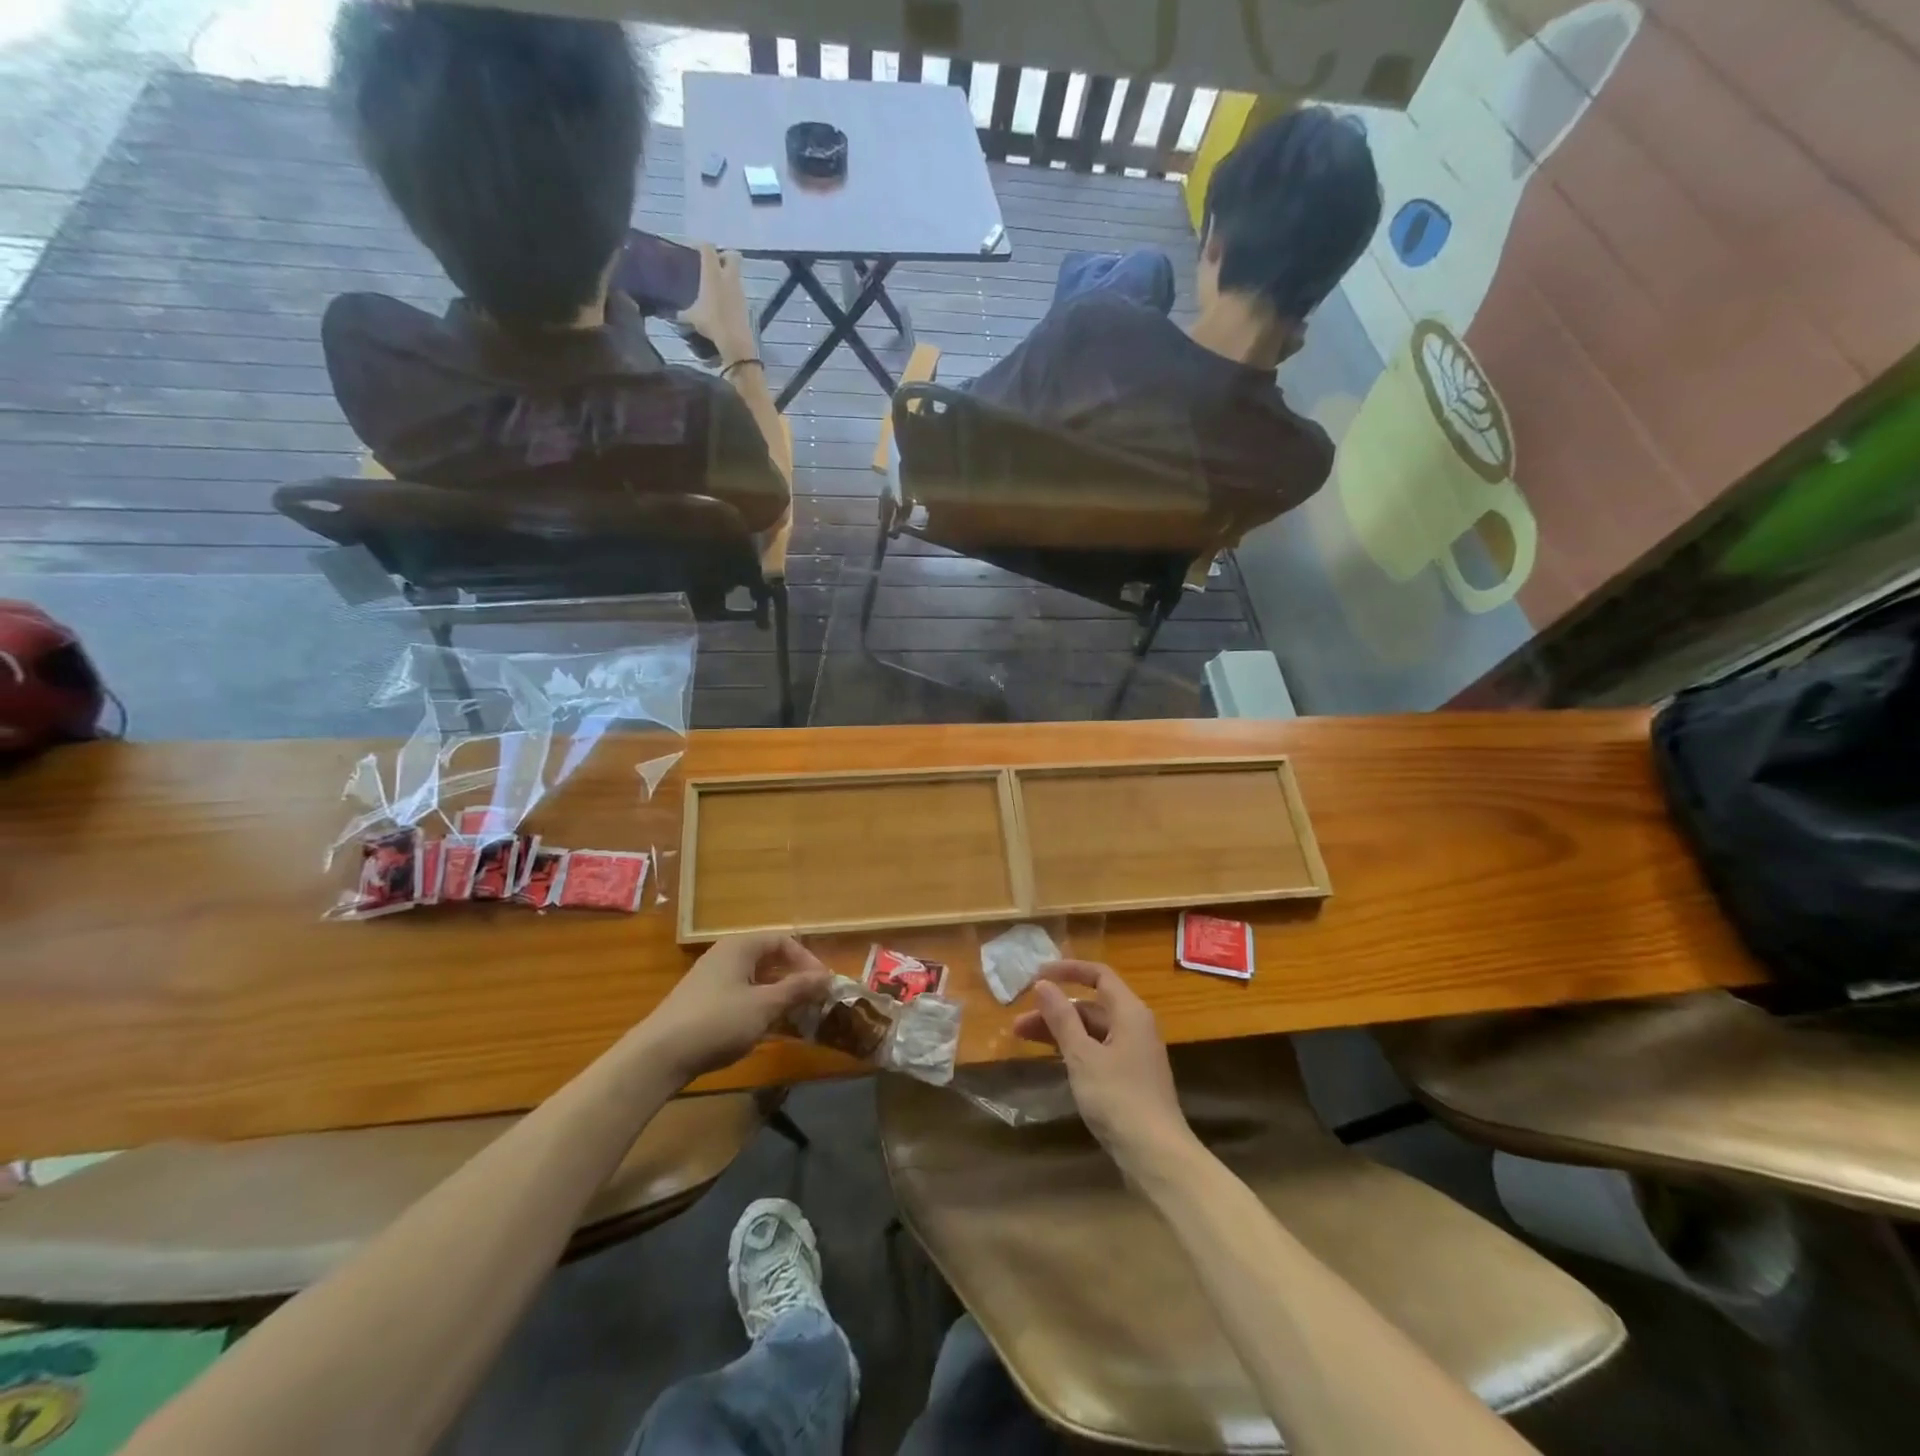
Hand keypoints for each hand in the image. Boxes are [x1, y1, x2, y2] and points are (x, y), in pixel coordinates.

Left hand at [642, 934, 831, 1085]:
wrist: (658, 1056)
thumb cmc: (717, 1021)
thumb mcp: (764, 1005)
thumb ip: (797, 989)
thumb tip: (827, 977)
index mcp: (740, 947)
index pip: (783, 941)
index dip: (807, 960)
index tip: (824, 985)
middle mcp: (726, 956)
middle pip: (770, 959)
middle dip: (795, 979)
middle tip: (815, 1001)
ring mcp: (712, 980)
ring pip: (756, 980)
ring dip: (780, 996)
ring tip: (798, 1018)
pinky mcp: (704, 1003)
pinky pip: (742, 996)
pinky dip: (760, 1007)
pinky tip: (770, 1029)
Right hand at [678, 244, 758, 366]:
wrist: (735, 341)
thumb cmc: (712, 323)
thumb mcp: (692, 317)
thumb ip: (682, 312)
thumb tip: (674, 314)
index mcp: (713, 273)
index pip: (708, 248)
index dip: (701, 246)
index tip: (694, 251)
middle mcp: (728, 277)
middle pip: (732, 255)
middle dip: (724, 256)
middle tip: (713, 264)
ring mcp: (739, 290)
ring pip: (736, 274)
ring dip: (727, 275)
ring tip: (716, 285)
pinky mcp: (745, 303)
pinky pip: (738, 290)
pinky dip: (731, 291)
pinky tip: (722, 300)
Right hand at [1011, 961, 1196, 1180]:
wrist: (1156, 1156)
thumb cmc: (1118, 1098)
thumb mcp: (1083, 1056)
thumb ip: (1062, 1018)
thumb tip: (1043, 985)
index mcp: (1130, 1012)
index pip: (1099, 975)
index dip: (1068, 970)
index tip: (1037, 975)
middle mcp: (1135, 1026)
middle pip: (1091, 1005)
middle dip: (1054, 1009)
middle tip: (1018, 1021)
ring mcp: (1134, 1054)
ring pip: (1092, 1030)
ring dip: (1060, 1031)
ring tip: (1023, 1039)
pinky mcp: (1130, 1079)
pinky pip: (1097, 1051)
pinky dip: (1074, 1049)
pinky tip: (1052, 1060)